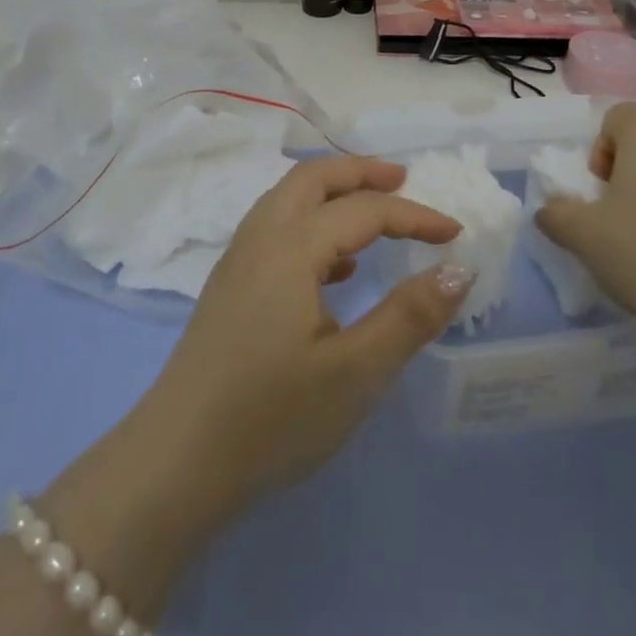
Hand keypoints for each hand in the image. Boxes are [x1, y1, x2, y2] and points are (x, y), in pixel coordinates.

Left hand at [131, 156, 470, 524]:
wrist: (176, 463)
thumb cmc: (271, 418)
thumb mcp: (355, 372)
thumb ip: (410, 316)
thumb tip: (459, 268)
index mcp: (289, 248)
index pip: (363, 210)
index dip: (414, 216)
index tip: (455, 233)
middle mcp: (259, 239)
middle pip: (311, 179)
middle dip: (360, 172)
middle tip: (403, 180)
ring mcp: (236, 262)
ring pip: (287, 200)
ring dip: (332, 193)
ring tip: (374, 214)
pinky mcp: (228, 289)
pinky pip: (275, 230)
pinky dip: (311, 224)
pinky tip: (336, 269)